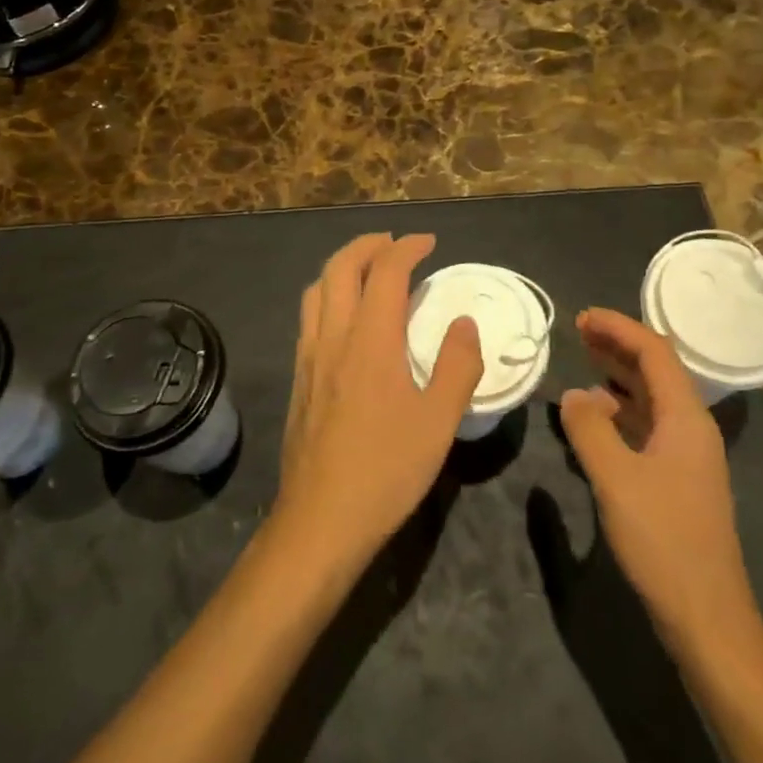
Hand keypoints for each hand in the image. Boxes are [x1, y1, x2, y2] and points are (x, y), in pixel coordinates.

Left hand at [273, 233, 483, 574]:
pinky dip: (328, 295)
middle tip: (395, 243)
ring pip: (317, 289)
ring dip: (343, 266)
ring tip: (368, 271)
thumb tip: (464, 323)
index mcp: (370, 340)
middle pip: (340, 267)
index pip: (385, 272)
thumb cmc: (386, 469)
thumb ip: (458, 365)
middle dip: (368, 244)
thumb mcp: (439, 421)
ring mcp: (309, 356)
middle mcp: (333, 336)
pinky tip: (346, 319)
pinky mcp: (299, 378)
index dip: (407, 248)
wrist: (321, 519)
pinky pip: (309, 316)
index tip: (429, 242)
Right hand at [558, 308, 759, 654]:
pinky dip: (621, 408)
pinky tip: (596, 415)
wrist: (706, 616)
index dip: (619, 328)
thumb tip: (573, 395)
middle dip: (618, 345)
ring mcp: (688, 454)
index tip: (582, 317)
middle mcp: (691, 427)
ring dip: (619, 374)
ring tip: (583, 361)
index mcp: (686, 417)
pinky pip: (648, 423)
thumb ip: (590, 428)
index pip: (654, 352)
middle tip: (578, 332)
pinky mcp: (678, 478)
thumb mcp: (616, 479)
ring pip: (652, 396)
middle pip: (657, 369)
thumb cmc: (663, 540)